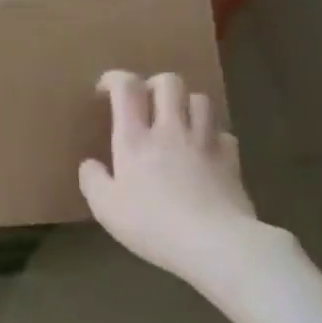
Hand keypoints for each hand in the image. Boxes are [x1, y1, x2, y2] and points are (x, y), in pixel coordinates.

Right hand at [78, 71, 265, 288]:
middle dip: (154, 84)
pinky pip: (223, 133)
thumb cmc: (152, 224)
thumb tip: (90, 164)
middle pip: (169, 83)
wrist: (215, 243)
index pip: (126, 88)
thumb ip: (93, 181)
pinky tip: (204, 150)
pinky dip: (211, 134)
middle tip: (145, 103)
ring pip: (200, 99)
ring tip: (176, 121)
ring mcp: (204, 142)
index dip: (115, 79)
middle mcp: (170, 130)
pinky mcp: (231, 160)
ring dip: (185, 104)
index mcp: (134, 138)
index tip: (105, 90)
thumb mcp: (105, 208)